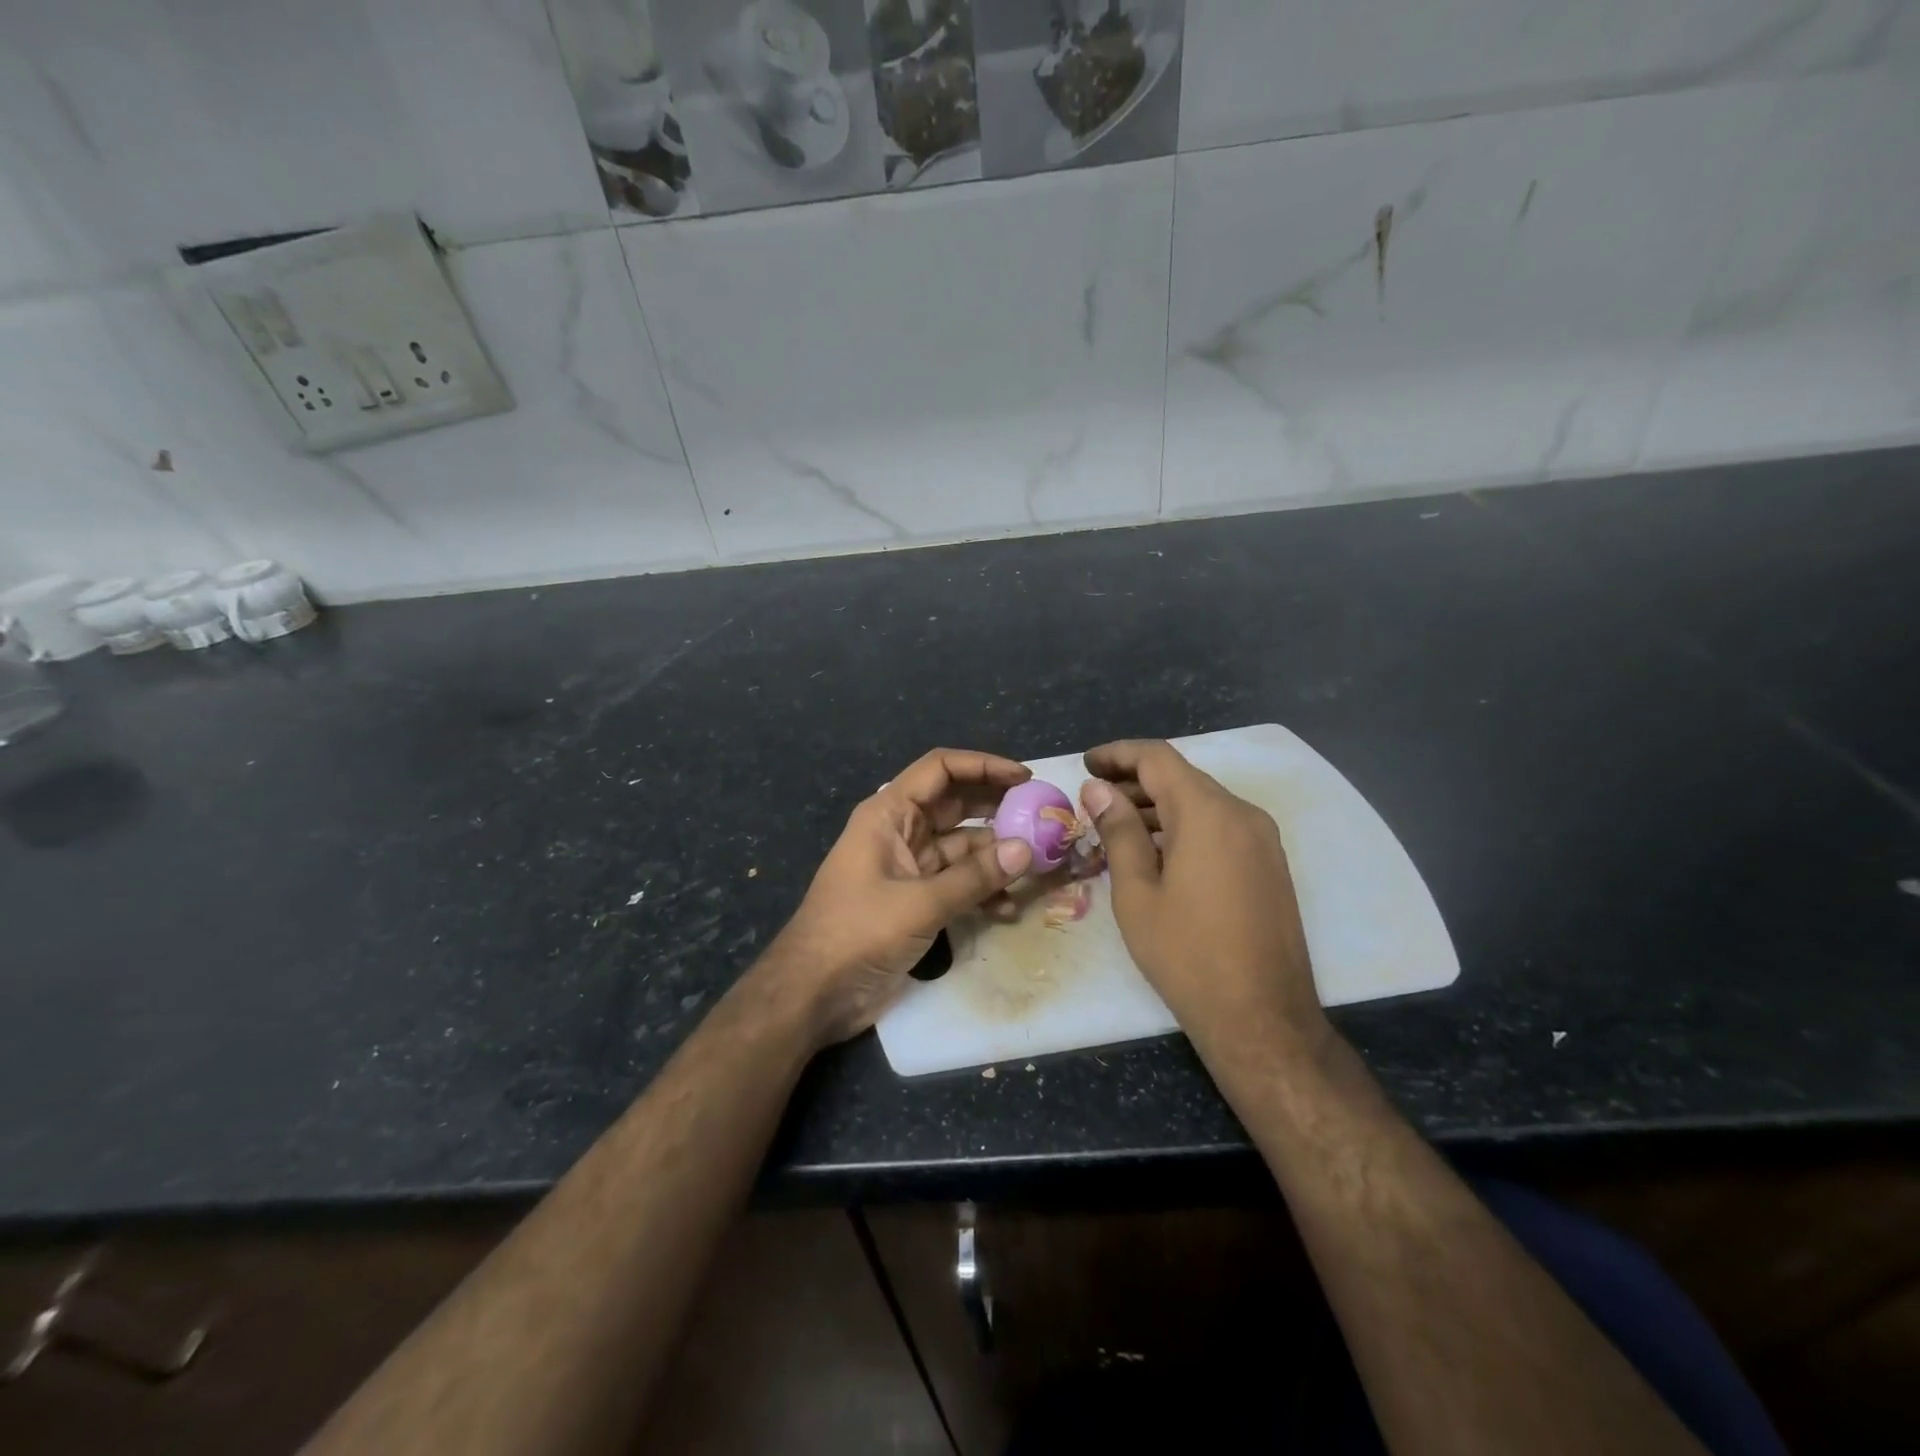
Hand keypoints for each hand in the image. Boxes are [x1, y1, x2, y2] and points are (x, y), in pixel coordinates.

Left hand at [768, 748, 1034, 1045]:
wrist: (813, 993)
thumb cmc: (857, 932)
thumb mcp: (919, 902)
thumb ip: (974, 876)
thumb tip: (1026, 849)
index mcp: (889, 814)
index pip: (940, 769)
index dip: (983, 765)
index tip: (1025, 778)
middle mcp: (900, 832)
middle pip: (955, 804)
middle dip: (997, 809)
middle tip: (1042, 819)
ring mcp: (909, 867)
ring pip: (961, 847)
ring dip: (995, 856)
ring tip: (1037, 867)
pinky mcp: (916, 900)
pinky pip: (957, 883)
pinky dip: (981, 891)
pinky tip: (1007, 910)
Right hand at [1080, 739, 1324, 1047]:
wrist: (1262, 1017)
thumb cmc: (1187, 955)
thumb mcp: (1137, 893)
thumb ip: (1118, 831)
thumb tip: (1098, 789)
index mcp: (1208, 813)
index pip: (1157, 758)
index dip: (1117, 754)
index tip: (1085, 764)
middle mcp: (1242, 813)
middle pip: (1181, 777)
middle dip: (1134, 781)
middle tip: (1092, 800)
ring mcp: (1262, 839)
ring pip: (1201, 802)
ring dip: (1158, 806)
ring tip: (1115, 827)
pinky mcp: (1269, 863)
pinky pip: (1220, 826)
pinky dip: (1184, 826)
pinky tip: (1156, 852)